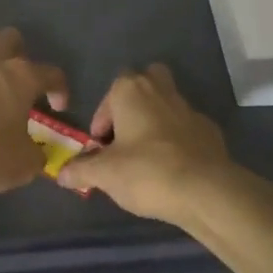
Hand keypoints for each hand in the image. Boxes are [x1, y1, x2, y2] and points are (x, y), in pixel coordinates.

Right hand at [55, 64, 256, 226]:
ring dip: (156, 122)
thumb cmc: (147, 171)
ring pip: (167, 104)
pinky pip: (187, 129)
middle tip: (126, 136)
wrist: (206, 190)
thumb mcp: (105, 175)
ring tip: (148, 157)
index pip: (110, 93)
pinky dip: (179, 141)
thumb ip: (81, 170)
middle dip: (134, 103)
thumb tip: (62, 173)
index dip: (103, 120)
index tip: (101, 147)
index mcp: (132, 90)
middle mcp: (161, 90)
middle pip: (145, 81)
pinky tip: (174, 168)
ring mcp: (189, 109)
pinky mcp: (210, 130)